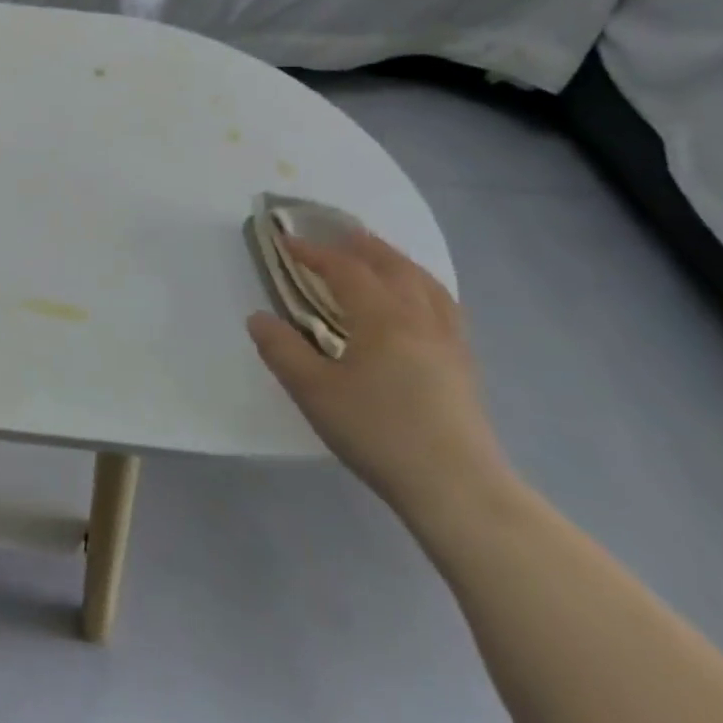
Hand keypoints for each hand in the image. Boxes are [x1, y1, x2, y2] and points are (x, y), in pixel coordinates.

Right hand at [248, 231, 510, 521]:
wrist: (457, 488)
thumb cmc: (378, 432)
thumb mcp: (313, 391)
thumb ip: (282, 350)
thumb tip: (259, 317)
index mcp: (383, 319)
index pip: (346, 270)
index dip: (314, 252)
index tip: (286, 242)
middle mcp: (420, 319)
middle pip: (394, 266)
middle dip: (363, 245)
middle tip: (338, 233)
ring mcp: (449, 342)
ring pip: (427, 284)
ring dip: (398, 262)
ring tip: (380, 257)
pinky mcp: (463, 366)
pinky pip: (444, 307)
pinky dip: (424, 289)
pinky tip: (417, 304)